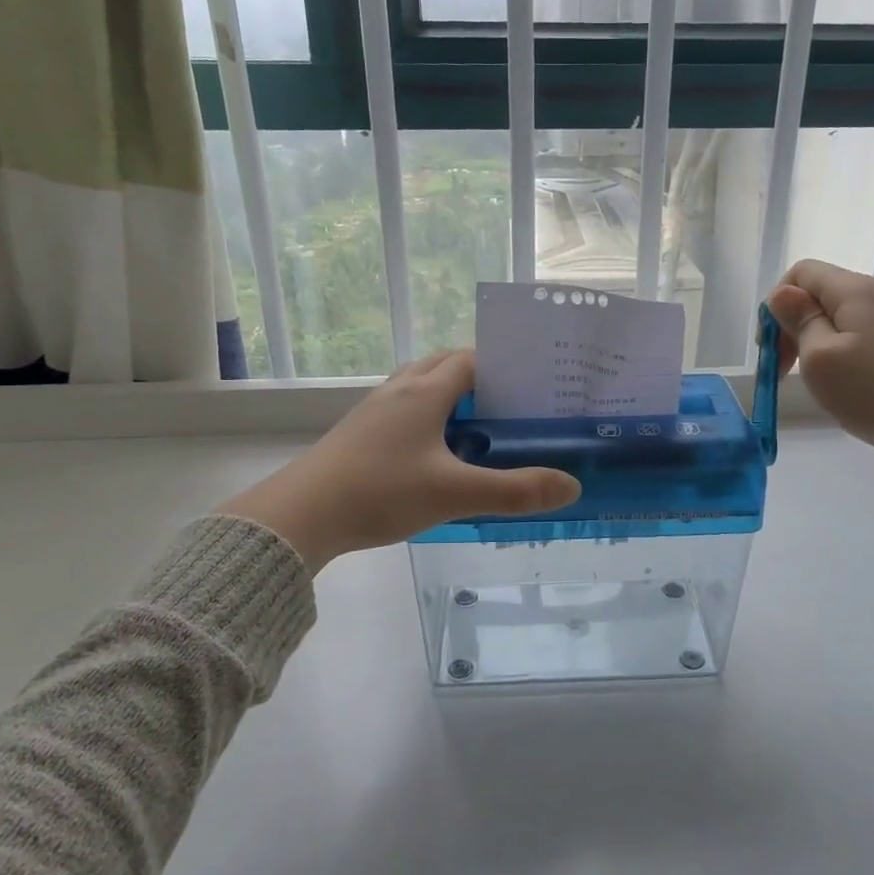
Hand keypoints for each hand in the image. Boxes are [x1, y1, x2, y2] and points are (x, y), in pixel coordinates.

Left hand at [216, 349, 580, 570]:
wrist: (301, 514)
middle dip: (477, 376)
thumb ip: (515, 491)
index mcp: (425, 392)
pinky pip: (400, 409)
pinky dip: (425, 415)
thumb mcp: (455, 494)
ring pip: (418, 386)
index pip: (470, 360)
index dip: (502, 366)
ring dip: (447, 395)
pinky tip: (434, 450)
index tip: (530, 386)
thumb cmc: (381, 493)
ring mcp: (373, 410)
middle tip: (509, 405)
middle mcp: (398, 391)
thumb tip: (572, 486)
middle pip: (442, 365)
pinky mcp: (357, 432)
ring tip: (477, 426)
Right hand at [766, 260, 873, 506]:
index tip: (770, 346)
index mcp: (853, 290)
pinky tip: (842, 383)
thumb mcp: (819, 358)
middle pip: (819, 294)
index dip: (777, 304)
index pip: (800, 273)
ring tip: (813, 379)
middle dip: (792, 325)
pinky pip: (857, 335)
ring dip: (813, 342)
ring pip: (837, 317)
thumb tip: (782, 294)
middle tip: (783, 369)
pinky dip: (838, 353)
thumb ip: (798, 320)